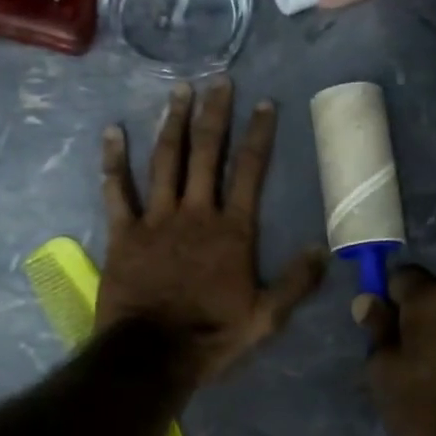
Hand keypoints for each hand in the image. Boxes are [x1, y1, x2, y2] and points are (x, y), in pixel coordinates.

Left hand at [98, 79, 325, 383]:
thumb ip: (296, 282)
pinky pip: (116, 190)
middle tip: (219, 81)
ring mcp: (156, 220)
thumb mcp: (266, 318)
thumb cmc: (211, 336)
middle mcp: (196, 213)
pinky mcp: (123, 233)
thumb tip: (323, 249)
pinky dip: (113, 160)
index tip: (264, 104)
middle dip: (215, 114)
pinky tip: (112, 132)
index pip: (250, 171)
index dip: (259, 135)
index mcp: (232, 231)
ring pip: (165, 161)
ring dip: (172, 123)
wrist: (153, 354)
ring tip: (179, 91)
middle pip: (207, 154)